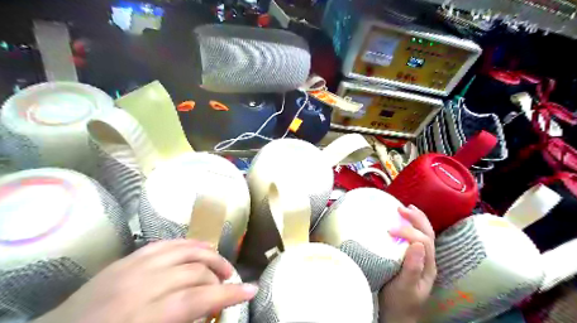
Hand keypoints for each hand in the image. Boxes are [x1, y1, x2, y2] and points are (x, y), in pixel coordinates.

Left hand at [31, 239, 256, 322]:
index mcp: (142, 317)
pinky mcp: (127, 258)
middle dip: (219, 278)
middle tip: (229, 286)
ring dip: (209, 256)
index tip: (251, 290)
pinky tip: (200, 250)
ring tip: (220, 266)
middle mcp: (140, 285)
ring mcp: (132, 266)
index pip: (197, 299)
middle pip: (195, 272)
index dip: (229, 294)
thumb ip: (182, 322)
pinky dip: (189, 245)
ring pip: (185, 250)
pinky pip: (167, 243)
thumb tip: (208, 312)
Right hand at [380, 206, 436, 321]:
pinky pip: (415, 237)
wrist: (398, 314)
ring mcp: (420, 258)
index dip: (408, 232)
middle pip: (428, 234)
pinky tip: (402, 221)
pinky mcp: (411, 257)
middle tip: (401, 209)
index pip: (423, 241)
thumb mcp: (404, 288)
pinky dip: (410, 226)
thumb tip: (416, 244)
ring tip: (405, 208)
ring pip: (424, 233)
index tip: (388, 230)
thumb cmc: (399, 302)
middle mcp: (427, 259)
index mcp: (428, 266)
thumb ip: (412, 268)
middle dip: (417, 219)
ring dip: (416, 219)